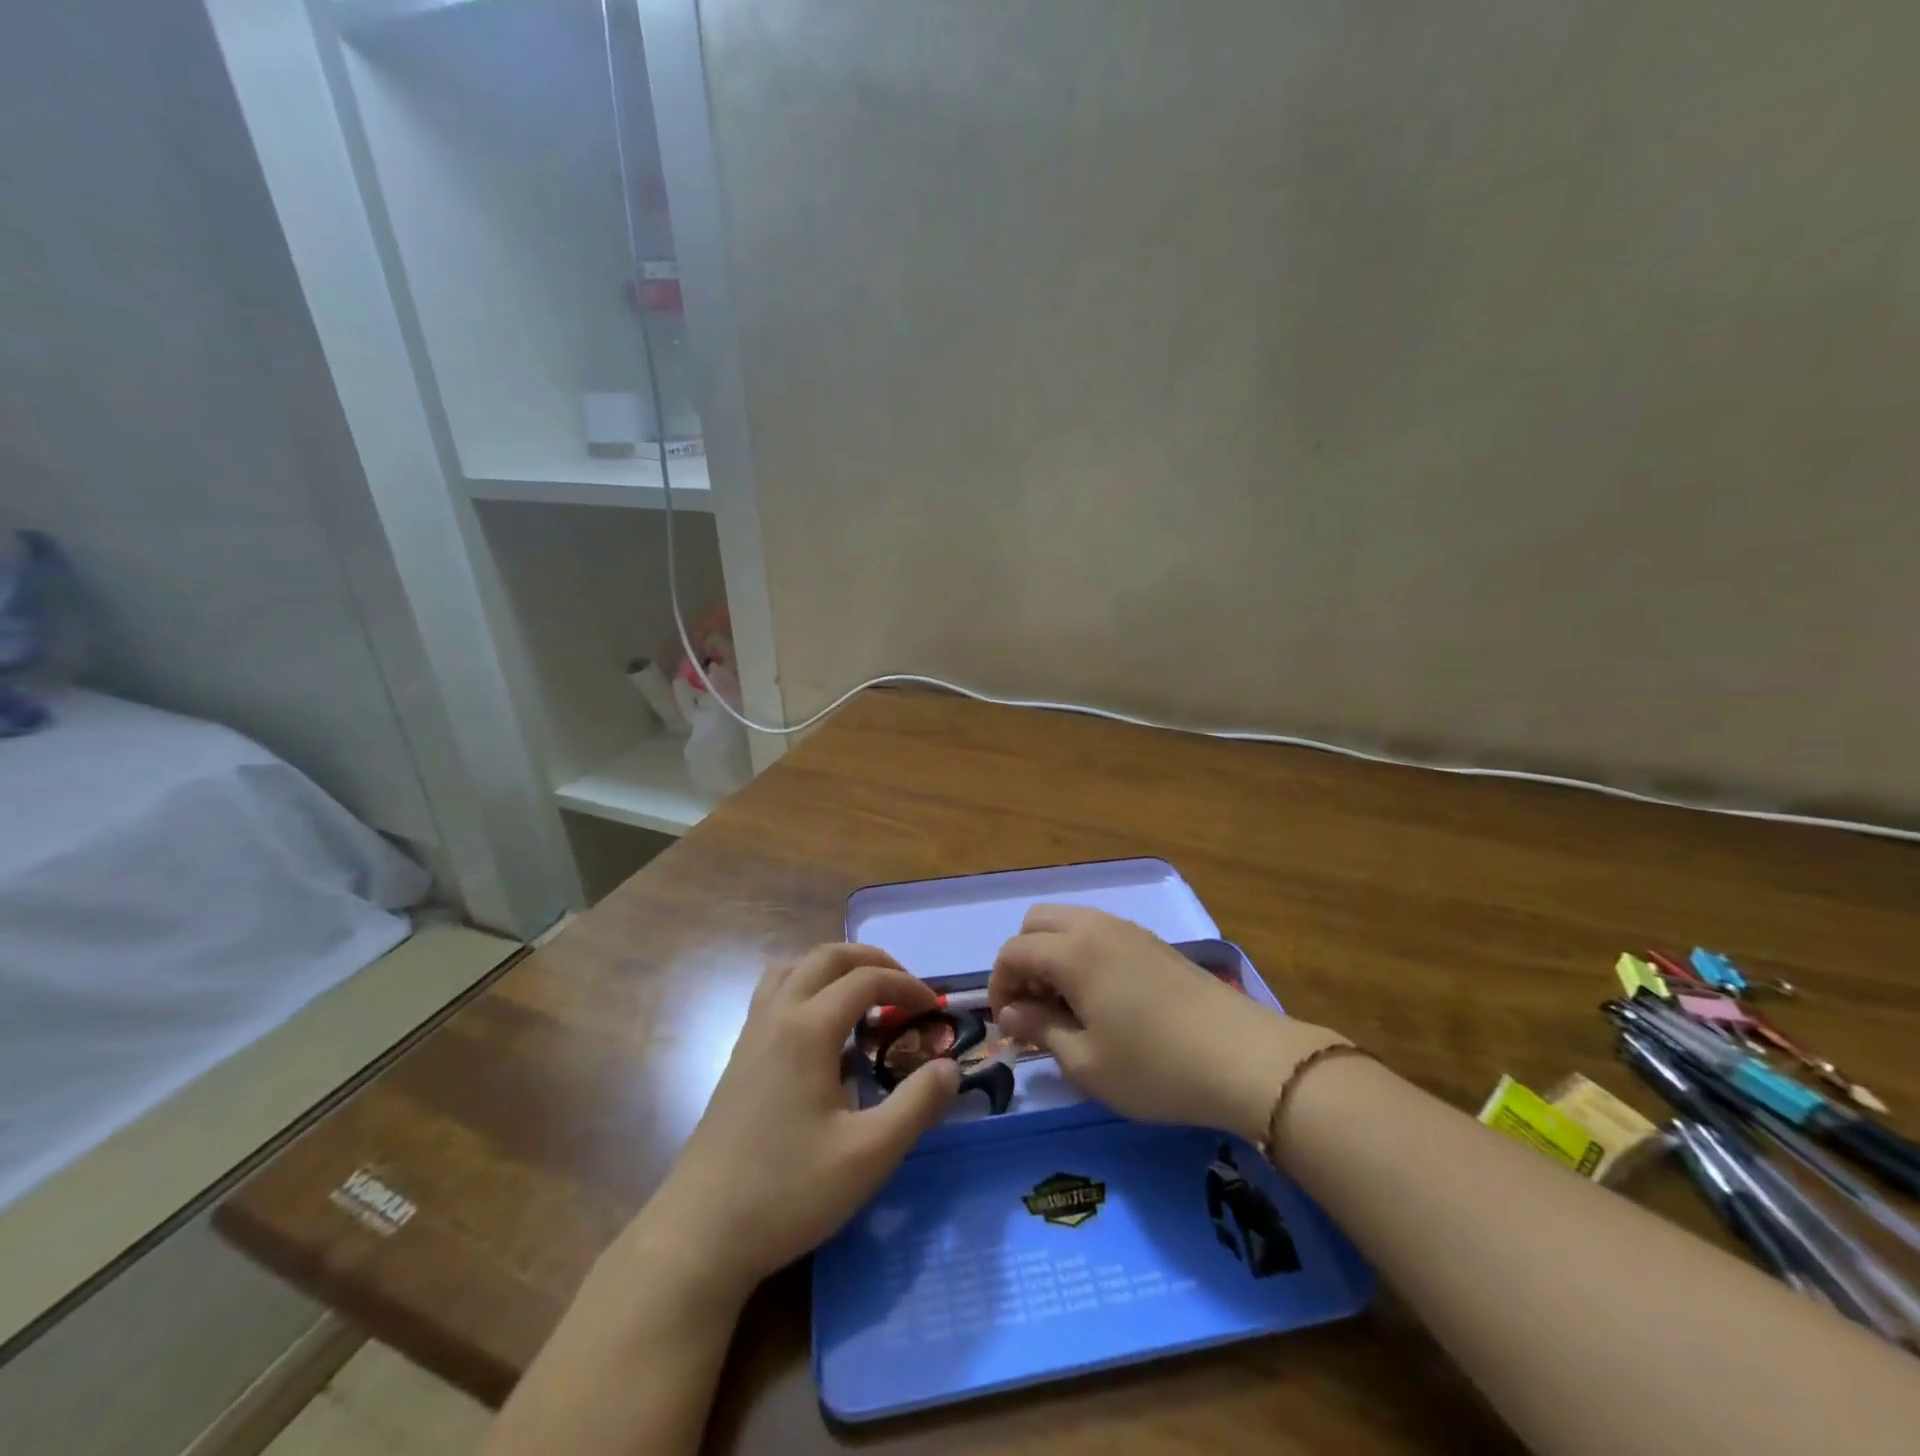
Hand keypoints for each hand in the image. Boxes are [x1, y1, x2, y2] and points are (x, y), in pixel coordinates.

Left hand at [630, 944, 959, 1302]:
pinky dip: (807, 989)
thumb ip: (917, 1105)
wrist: (699, 1236)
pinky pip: (775, 995)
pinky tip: (823, 1033)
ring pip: (793, 969)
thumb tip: (950, 1066)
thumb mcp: (869, 1155)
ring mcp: (751, 1035)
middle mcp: (776, 1017)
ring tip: (863, 998)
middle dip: (872, 961)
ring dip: (833, 969)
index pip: (865, 980)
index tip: (935, 1010)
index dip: (906, 986)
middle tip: (904, 989)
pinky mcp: (738, 1058)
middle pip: (826, 957)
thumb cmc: (787, 1192)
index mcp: (807, 1029)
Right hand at [989, 906, 1346, 1141]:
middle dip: (1023, 959)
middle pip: (1037, 922)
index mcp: (1072, 951)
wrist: (1243, 1058)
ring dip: (1053, 955)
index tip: (1009, 1025)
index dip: (999, 986)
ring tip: (1067, 1006)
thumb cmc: (1155, 1066)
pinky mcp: (1153, 943)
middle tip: (1034, 1007)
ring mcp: (1129, 930)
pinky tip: (1102, 999)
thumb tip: (1011, 1012)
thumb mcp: (1085, 1063)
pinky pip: (1099, 933)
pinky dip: (1082, 954)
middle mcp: (1096, 927)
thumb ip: (1039, 1029)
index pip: (1013, 951)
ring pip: (1070, 923)